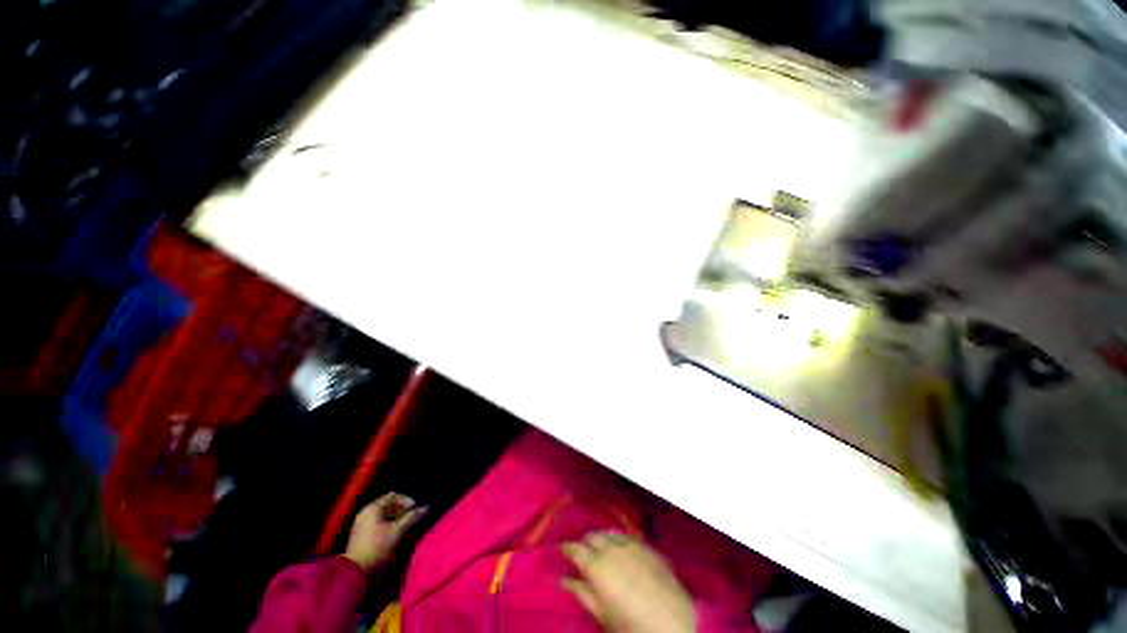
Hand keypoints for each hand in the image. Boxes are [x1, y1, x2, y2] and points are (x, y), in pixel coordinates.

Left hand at [344, 493, 427, 571]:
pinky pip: (376, 524)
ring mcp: (360, 524)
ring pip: (382, 516)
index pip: (393, 496)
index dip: (406, 500)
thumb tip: (426, 508)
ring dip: (395, 519)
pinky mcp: (359, 535)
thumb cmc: (377, 547)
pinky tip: (393, 536)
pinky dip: (387, 526)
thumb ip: (412, 518)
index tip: (414, 509)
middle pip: (387, 505)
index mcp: (373, 508)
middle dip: (401, 510)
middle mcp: (365, 513)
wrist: (355, 572)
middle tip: (410, 519)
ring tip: (404, 528)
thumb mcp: (397, 531)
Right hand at [561, 532, 695, 632]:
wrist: (674, 620)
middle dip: (584, 542)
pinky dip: (617, 539)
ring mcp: (630, 543)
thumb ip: (582, 593)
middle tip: (582, 554)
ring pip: (608, 532)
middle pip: (591, 536)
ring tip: (600, 549)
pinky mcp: (645, 544)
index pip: (575, 548)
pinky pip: (625, 535)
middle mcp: (611, 547)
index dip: (567, 548)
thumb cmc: (632, 624)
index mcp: (596, 565)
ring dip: (601, 538)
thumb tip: (564, 580)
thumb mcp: (602, 614)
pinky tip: (620, 549)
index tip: (563, 550)